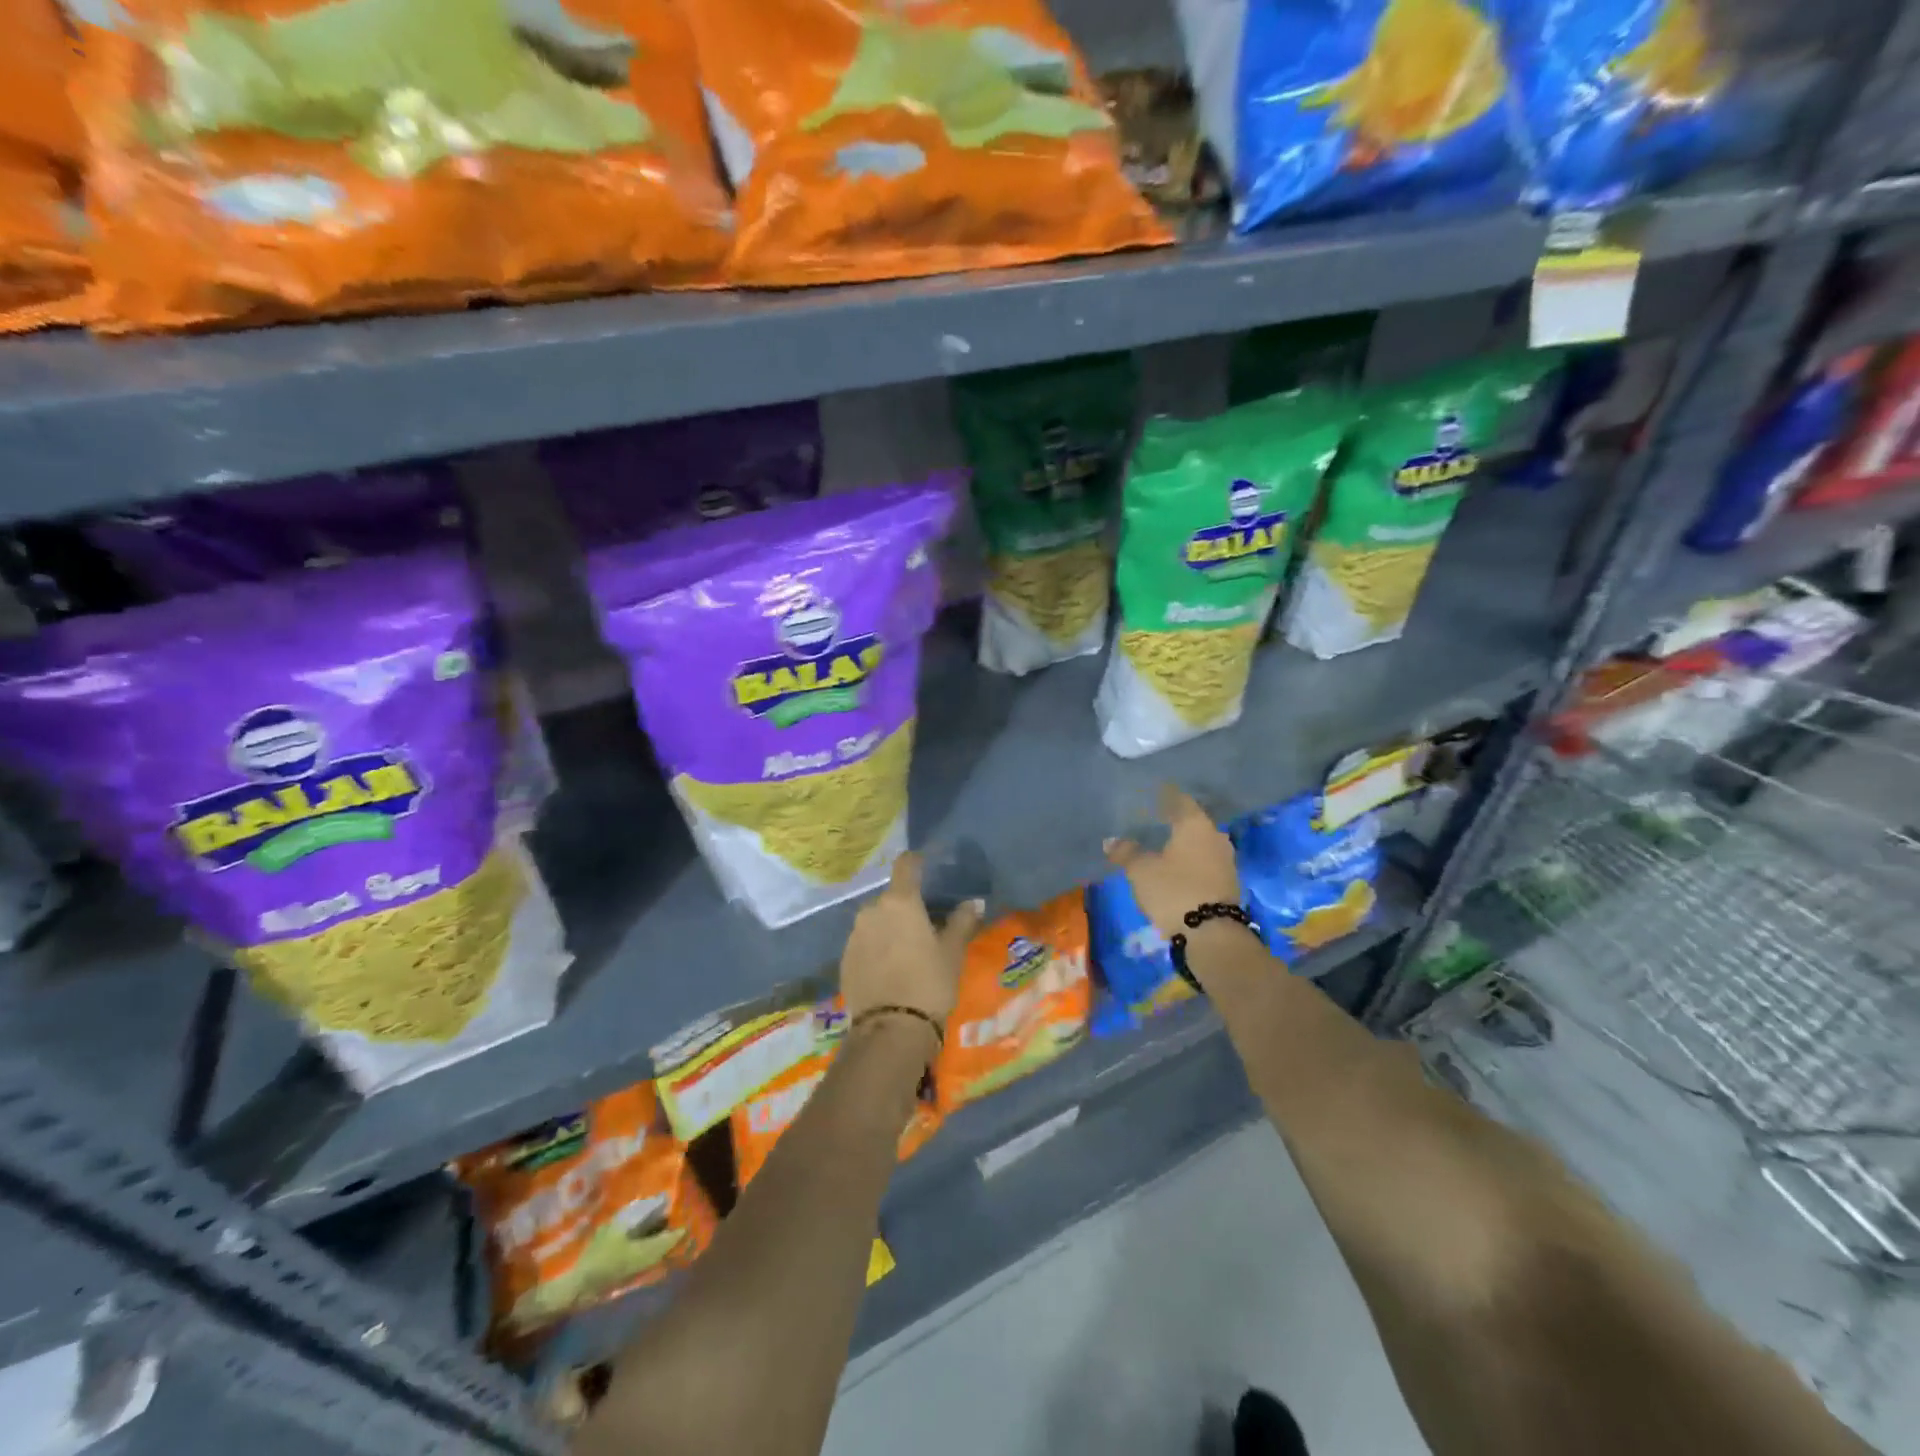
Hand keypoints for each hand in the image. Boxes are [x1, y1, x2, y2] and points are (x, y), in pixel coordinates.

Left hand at [840, 852, 984, 1031]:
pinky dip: (876, 948)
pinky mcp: (844, 960)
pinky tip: (889, 969)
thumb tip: (973, 902)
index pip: (906, 865)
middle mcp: (872, 910)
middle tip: (924, 925)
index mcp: (901, 901)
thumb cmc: (929, 983)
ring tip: (906, 951)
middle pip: (891, 898)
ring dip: (889, 928)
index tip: (926, 866)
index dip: (916, 862)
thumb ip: (962, 922)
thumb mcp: (952, 953)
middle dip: (905, 906)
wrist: (890, 1030)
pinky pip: (864, 943)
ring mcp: (854, 935)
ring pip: (875, 921)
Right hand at [1104, 786, 1240, 938]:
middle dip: (1174, 822)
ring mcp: (1226, 860)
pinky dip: (1192, 861)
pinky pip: (1206, 862)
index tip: (1150, 796)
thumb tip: (1111, 841)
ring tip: (1163, 847)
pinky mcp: (1228, 882)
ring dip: (1184, 844)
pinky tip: (1177, 868)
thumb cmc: (1174, 890)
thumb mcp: (1141, 870)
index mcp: (1196, 824)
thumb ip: (1126, 852)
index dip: (1164, 797)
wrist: (1212, 934)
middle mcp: (1215, 836)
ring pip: (1201, 843)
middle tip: (1153, 822)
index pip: (1180, 800)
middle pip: (1193, 822)